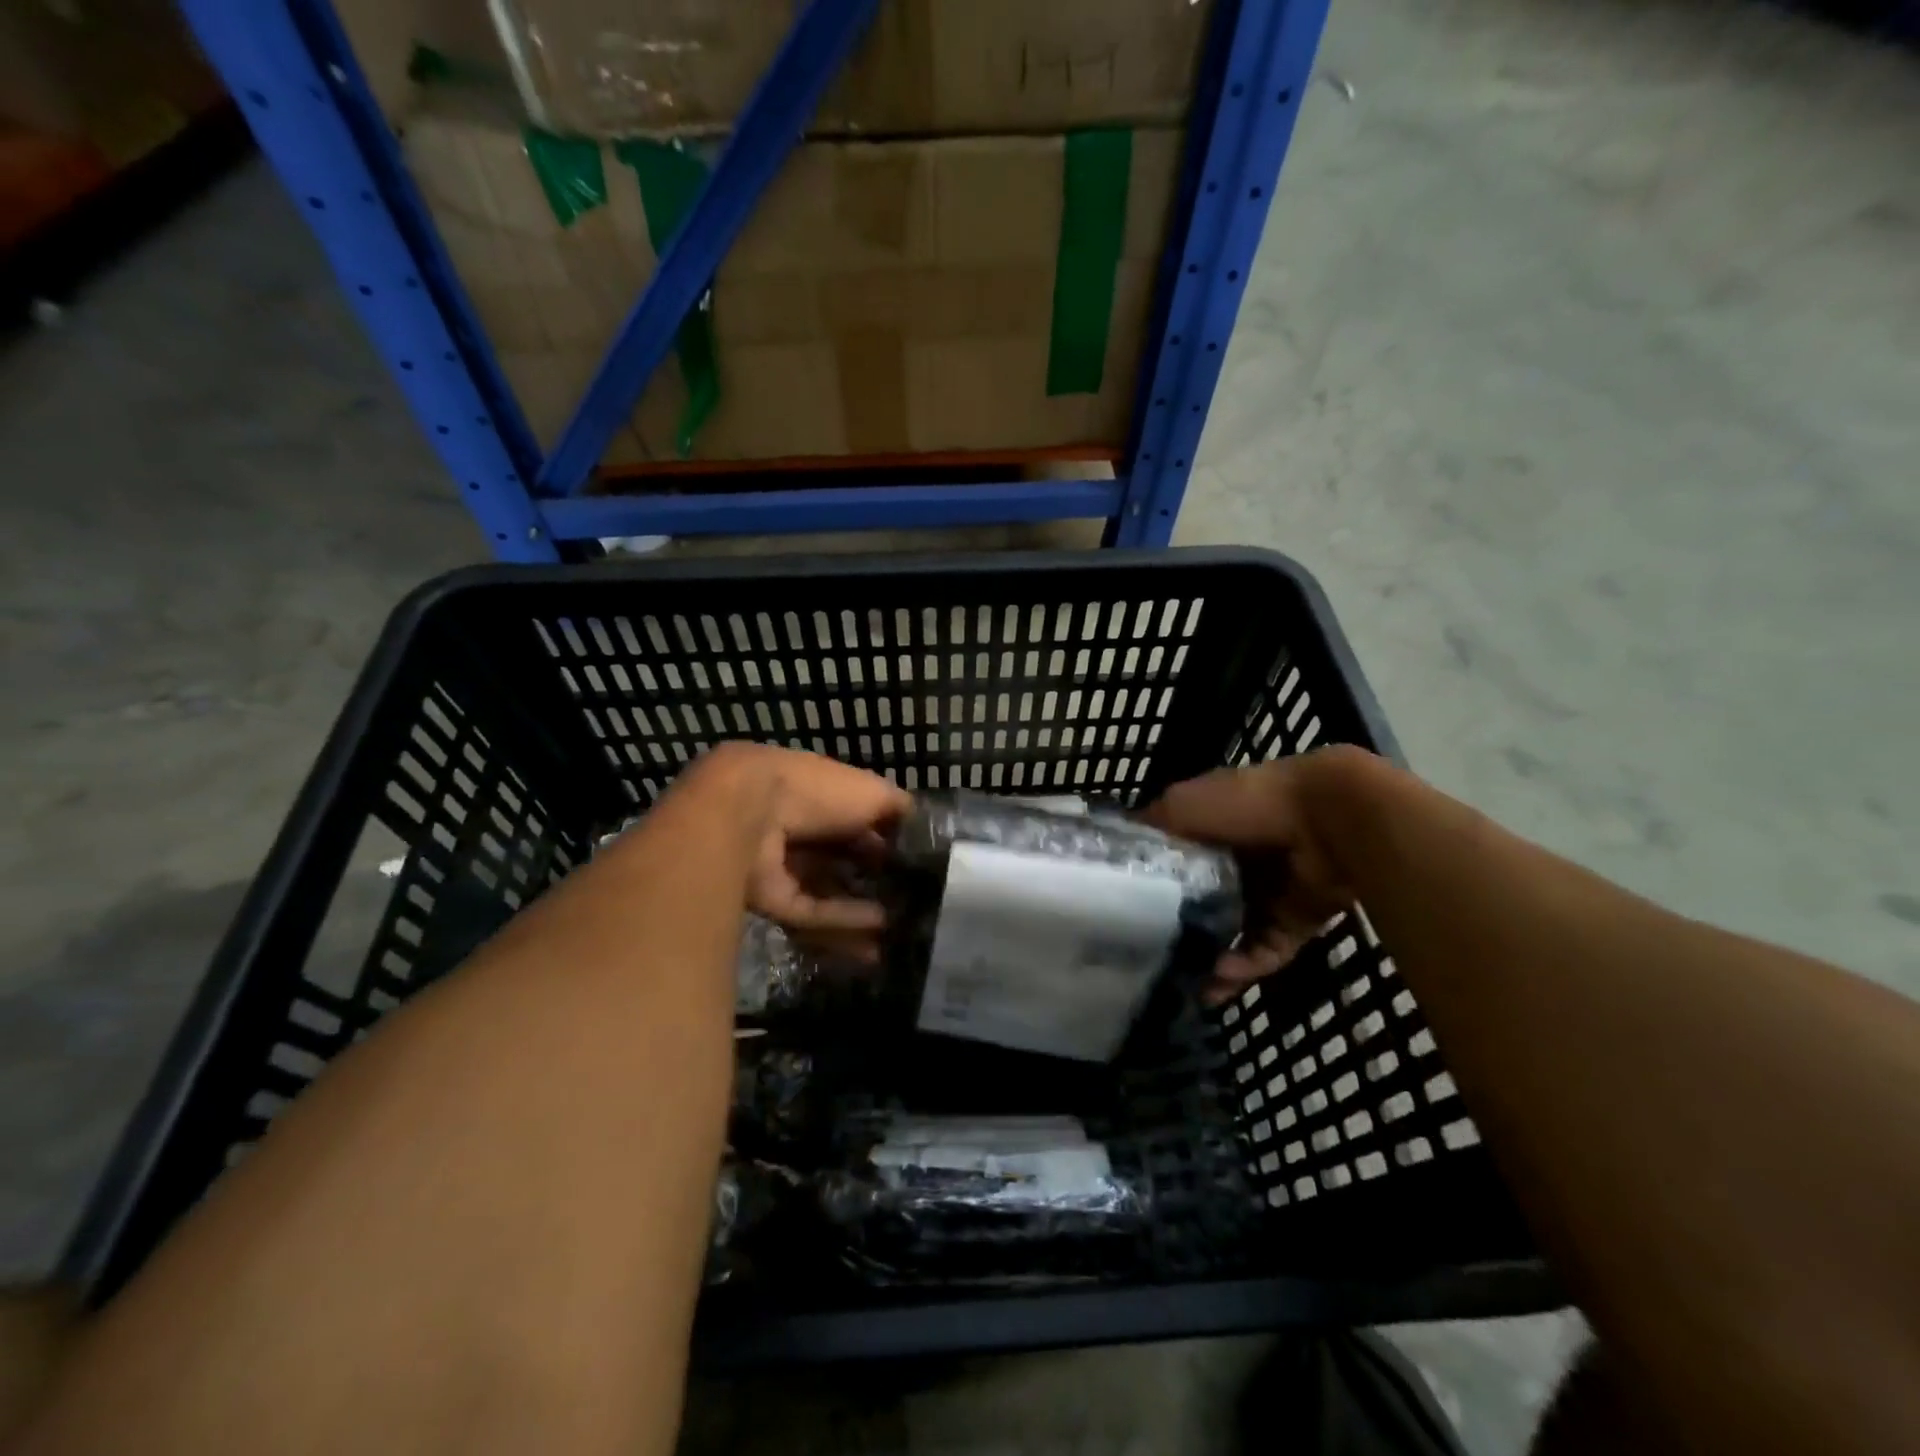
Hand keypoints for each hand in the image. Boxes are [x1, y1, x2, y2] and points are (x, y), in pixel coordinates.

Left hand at [692, 744, 908, 952]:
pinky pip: (813, 912)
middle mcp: (801, 832)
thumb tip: (925, 829)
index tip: (918, 865)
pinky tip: (877, 928)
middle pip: (843, 862)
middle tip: (913, 904)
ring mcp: (784, 867)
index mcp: (821, 798)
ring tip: (900, 929)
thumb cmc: (817, 791)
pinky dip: (843, 919)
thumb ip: (900, 810)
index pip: (859, 824)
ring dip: (863, 911)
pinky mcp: (772, 900)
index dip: (888, 843)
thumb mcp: (873, 792)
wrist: (748, 813)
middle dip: (875, 882)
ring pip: (829, 894)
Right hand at [1143, 748, 1365, 1004]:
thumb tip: (1118, 847)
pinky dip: (1244, 967)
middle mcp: (1238, 861)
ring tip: (1184, 985)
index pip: (1177, 862)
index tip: (1125, 913)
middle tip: (1151, 960)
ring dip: (1211, 960)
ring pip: (1233, 935)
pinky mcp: (1297, 922)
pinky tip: (1218, 980)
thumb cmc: (1245, 804)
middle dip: (1180, 932)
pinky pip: (1265, 951)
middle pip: (1203, 903)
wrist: (1326, 819)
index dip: (1153, 886)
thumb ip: (1150, 826)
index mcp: (1212, 829)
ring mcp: (1270, 893)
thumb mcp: (1181, 804)